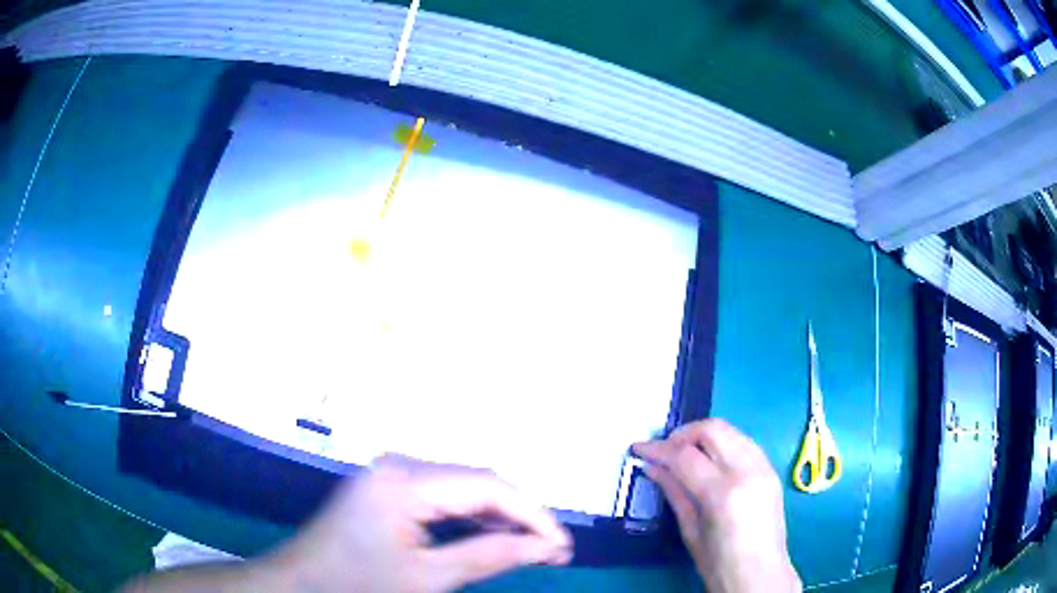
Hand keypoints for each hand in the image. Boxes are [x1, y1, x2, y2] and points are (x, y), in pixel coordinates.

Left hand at [272, 454, 572, 592]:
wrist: (300, 585)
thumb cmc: (357, 585)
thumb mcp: (427, 578)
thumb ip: (489, 556)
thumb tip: (547, 546)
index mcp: (405, 479)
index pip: (488, 486)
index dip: (533, 514)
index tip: (563, 545)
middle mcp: (400, 464)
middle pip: (477, 483)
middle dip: (520, 516)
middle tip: (554, 550)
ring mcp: (392, 473)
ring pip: (463, 489)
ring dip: (499, 517)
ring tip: (534, 547)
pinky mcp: (388, 488)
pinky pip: (442, 497)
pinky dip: (471, 518)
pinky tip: (494, 537)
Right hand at [633, 419, 800, 592]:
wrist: (760, 575)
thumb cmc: (718, 564)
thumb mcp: (690, 531)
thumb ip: (674, 492)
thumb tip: (652, 467)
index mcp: (723, 493)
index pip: (685, 456)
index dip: (658, 449)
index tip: (638, 448)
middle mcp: (748, 471)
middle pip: (713, 429)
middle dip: (683, 433)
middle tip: (664, 450)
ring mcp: (765, 468)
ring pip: (731, 430)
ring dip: (704, 436)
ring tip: (684, 454)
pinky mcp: (772, 470)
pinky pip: (744, 443)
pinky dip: (723, 444)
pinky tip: (710, 462)